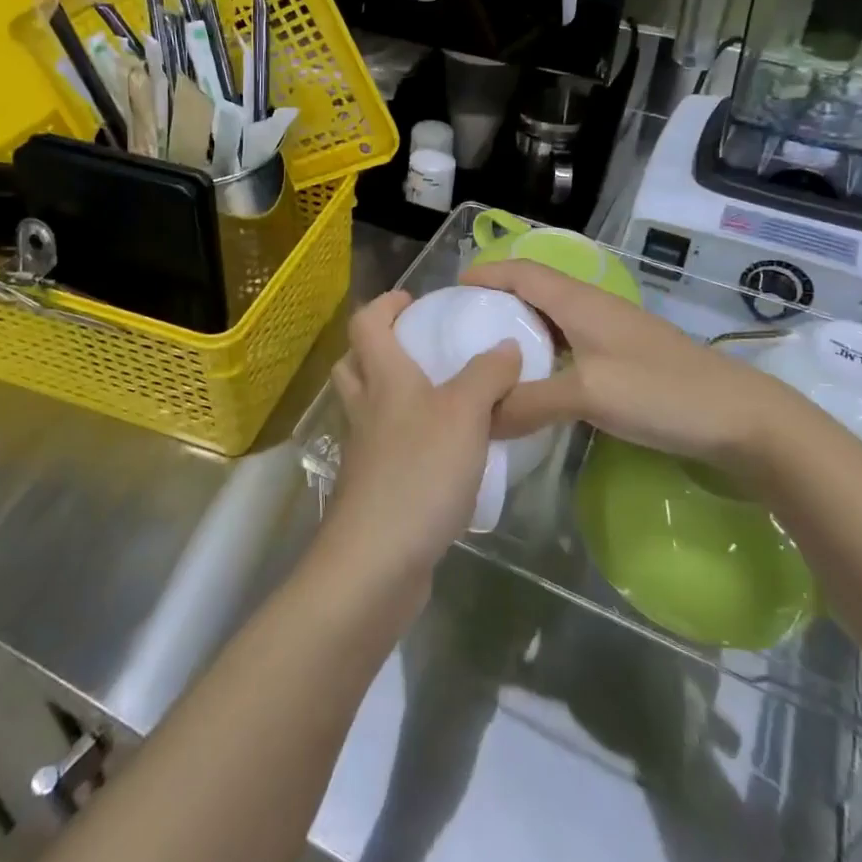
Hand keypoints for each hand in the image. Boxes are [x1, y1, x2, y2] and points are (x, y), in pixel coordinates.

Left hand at [321, 291, 523, 590]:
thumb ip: (488, 375)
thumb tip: (506, 346)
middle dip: (378, 346)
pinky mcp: (372, 488)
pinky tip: (441, 452)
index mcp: (383, 379)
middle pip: (354, 364)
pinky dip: (404, 437)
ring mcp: (363, 451)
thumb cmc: (420, 472)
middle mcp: (365, 409)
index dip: (385, 305)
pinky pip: (383, 446)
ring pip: (367, 406)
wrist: (377, 561)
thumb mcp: (465, 414)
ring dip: (390, 392)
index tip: (412, 301)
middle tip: (416, 346)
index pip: (367, 324)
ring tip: (436, 397)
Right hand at [463, 259, 816, 477]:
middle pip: (536, 291)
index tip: (452, 291)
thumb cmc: (661, 392)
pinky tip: (538, 381)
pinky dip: (546, 352)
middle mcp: (594, 308)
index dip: (487, 274)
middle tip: (463, 327)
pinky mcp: (627, 359)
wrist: (741, 418)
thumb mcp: (588, 395)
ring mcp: (614, 333)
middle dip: (498, 301)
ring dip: (522, 328)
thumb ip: (530, 402)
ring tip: (491, 355)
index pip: (523, 272)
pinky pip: (572, 344)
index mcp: (580, 302)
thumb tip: (480, 417)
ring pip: (555, 319)